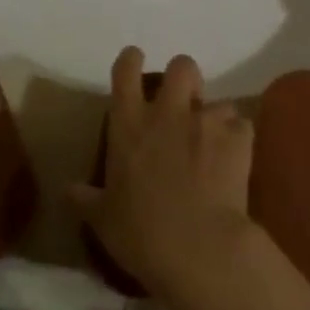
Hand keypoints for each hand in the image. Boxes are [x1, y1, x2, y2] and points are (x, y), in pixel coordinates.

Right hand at [71, 47, 254, 293]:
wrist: (199, 250)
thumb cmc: (141, 234)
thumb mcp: (103, 220)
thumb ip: (86, 199)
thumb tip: (68, 190)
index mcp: (129, 123)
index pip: (126, 69)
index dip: (131, 60)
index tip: (135, 62)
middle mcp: (167, 112)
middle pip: (181, 66)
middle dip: (184, 79)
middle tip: (183, 103)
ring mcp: (205, 121)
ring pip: (217, 99)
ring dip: (214, 117)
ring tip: (213, 142)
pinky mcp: (237, 138)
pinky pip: (242, 126)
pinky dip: (238, 139)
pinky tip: (235, 161)